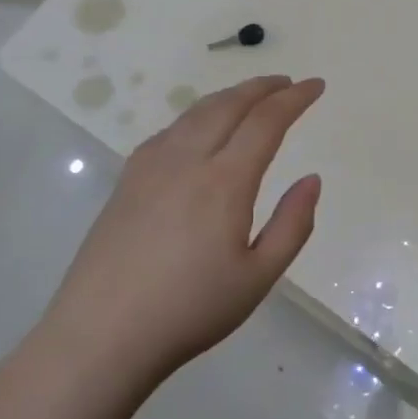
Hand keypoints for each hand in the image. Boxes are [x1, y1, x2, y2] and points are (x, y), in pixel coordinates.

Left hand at [49, 76, 323, 379]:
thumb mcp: (258, 278)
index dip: (294, 99)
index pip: (266, 122)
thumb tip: (312, 179)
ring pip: (195, 113)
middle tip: (287, 83)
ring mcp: (150, 167)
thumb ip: (292, 225)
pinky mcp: (126, 181)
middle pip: (228, 105)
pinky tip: (198, 131)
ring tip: (250, 97)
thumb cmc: (190, 310)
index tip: (316, 86)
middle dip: (262, 87)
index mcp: (224, 182)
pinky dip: (195, 117)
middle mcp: (186, 161)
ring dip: (229, 97)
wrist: (101, 335)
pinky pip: (168, 132)